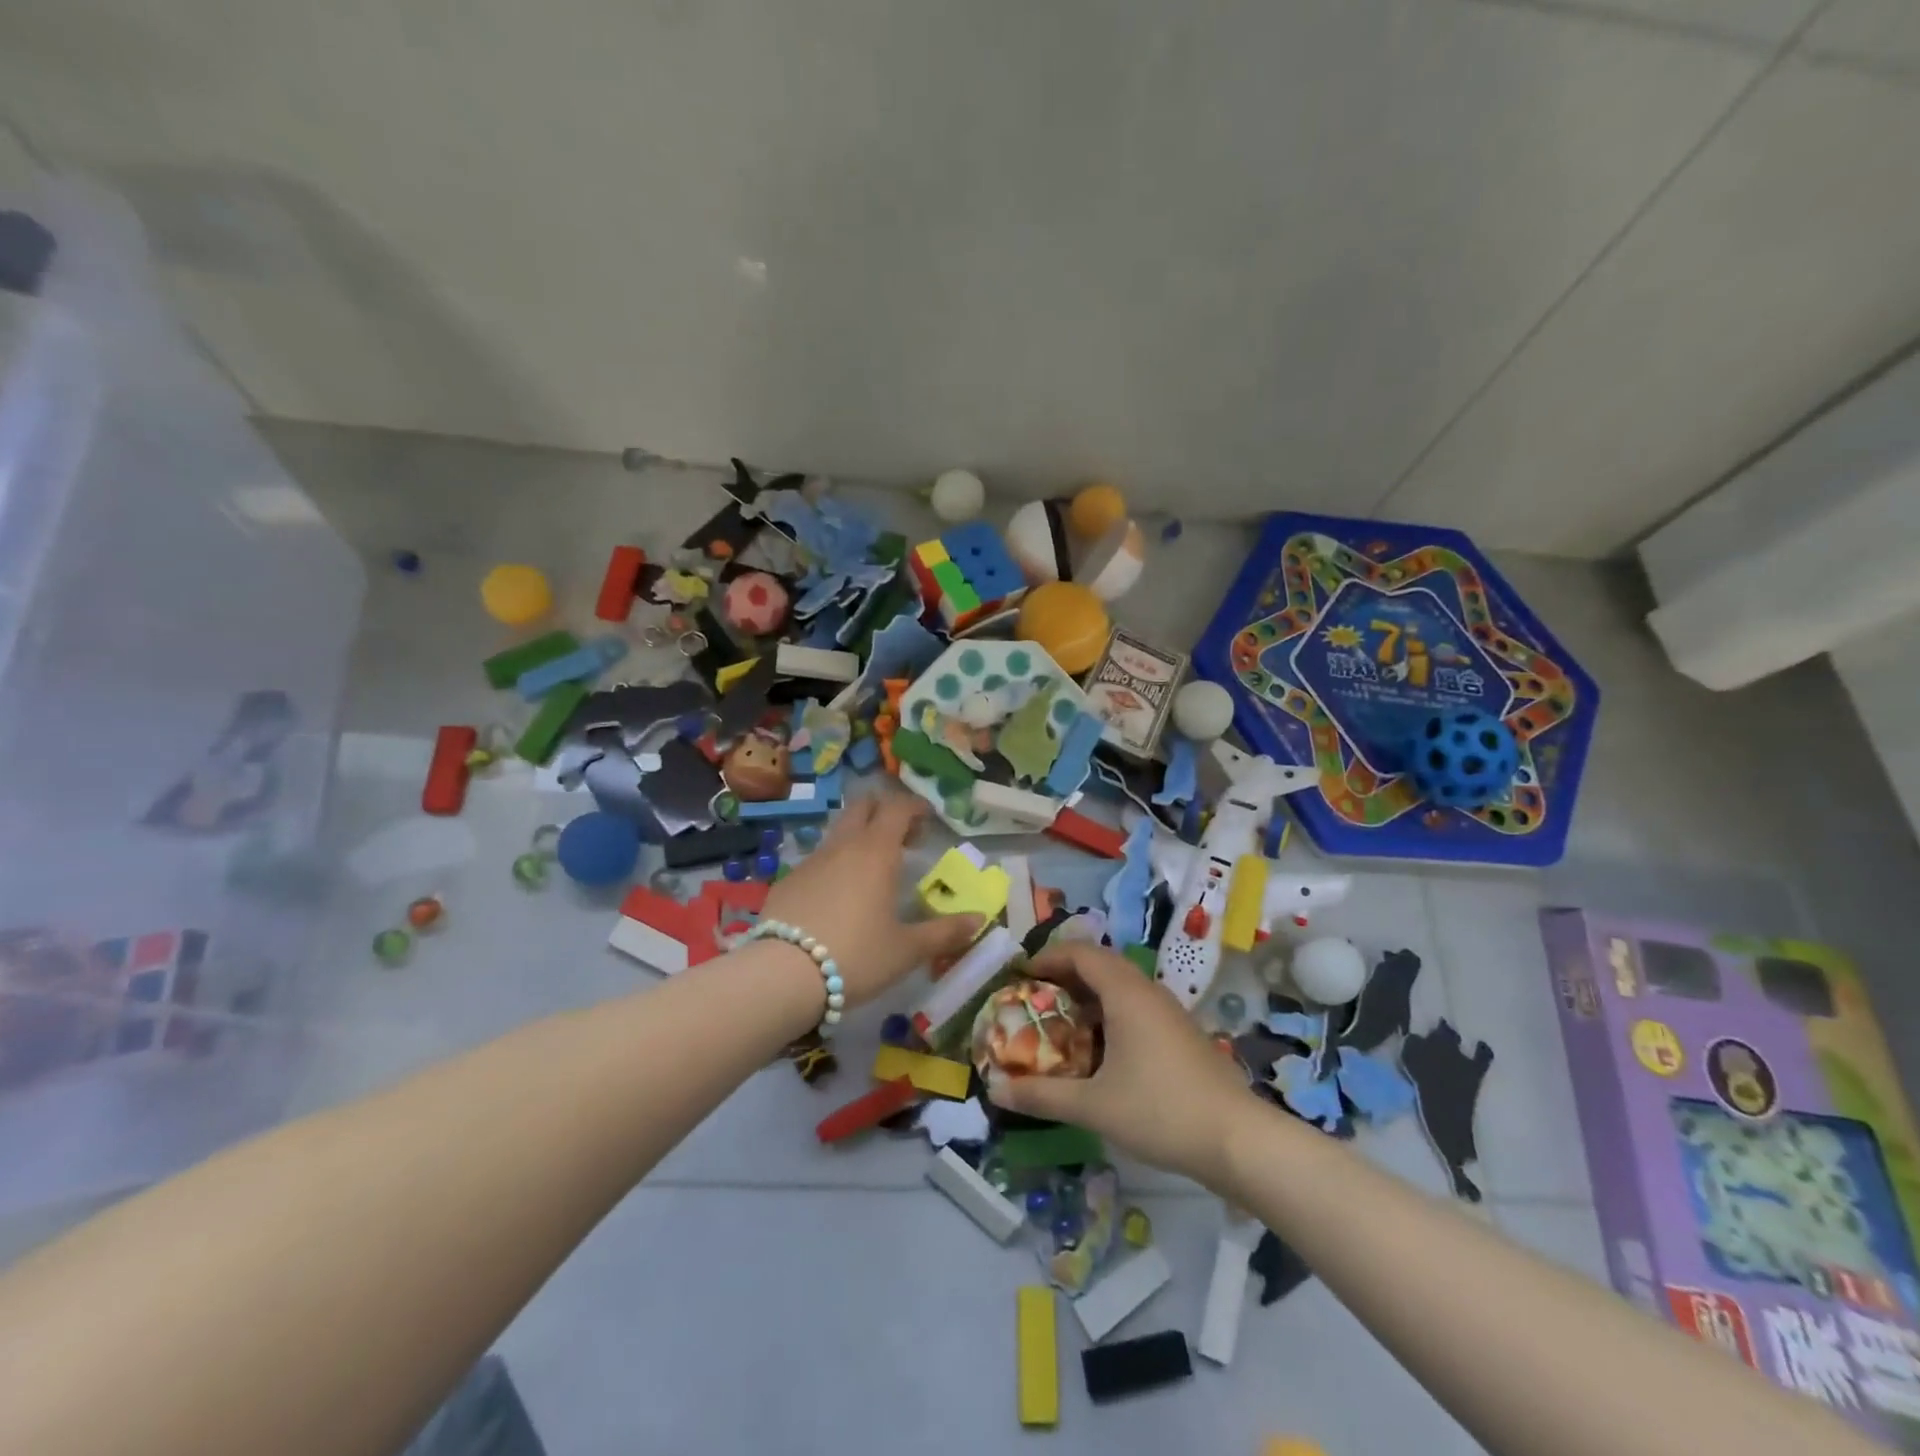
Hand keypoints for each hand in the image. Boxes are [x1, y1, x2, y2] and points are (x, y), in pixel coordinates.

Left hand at [760, 792, 981, 1006]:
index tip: (928, 820)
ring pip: (838, 832)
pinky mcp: (788, 881)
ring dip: (858, 838)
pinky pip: (818, 860)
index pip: (897, 808)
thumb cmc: (857, 956)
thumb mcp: (907, 949)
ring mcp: (811, 861)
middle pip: (862, 807)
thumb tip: (980, 919)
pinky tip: (838, 898)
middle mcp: (843, 846)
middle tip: (902, 839)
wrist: (784, 975)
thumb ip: (945, 932)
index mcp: (876, 852)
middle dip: (884, 812)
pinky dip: (835, 864)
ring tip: (872, 871)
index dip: (914, 807)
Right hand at [985, 942, 1253, 1187]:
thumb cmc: (1160, 1112)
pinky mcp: (1181, 1033)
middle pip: (1100, 963)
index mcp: (1126, 993)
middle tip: (1034, 997)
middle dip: (1064, 974)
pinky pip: (1136, 1006)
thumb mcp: (1093, 1106)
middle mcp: (1148, 991)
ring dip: (1088, 994)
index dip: (1047, 957)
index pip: (1081, 953)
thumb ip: (1042, 1096)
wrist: (1238, 1140)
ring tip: (1060, 1022)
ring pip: (1121, 985)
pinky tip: (1099, 1050)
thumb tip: (995, 1090)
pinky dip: (1109, 1012)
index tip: (1020, 975)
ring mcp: (1169, 1011)